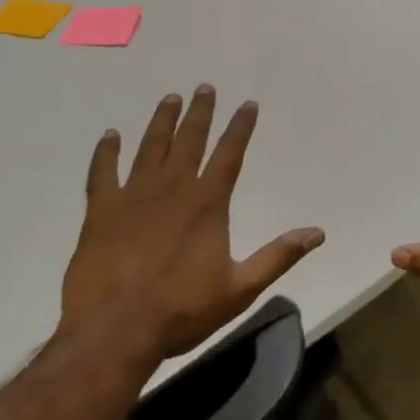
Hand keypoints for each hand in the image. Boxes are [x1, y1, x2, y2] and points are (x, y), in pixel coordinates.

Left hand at [58, 86, 323, 378]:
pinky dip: (106, 152)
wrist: (113, 332)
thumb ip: (278, 256)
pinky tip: (110, 135)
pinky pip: (103, 173)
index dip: (240, 127)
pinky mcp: (101, 212)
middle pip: (190, 139)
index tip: (248, 104)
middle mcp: (173, 188)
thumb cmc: (180, 310)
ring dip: (162, 121)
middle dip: (200, 112)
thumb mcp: (239, 289)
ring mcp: (134, 196)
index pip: (230, 153)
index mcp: (207, 202)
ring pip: (151, 147)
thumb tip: (318, 233)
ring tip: (170, 98)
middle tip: (204, 87)